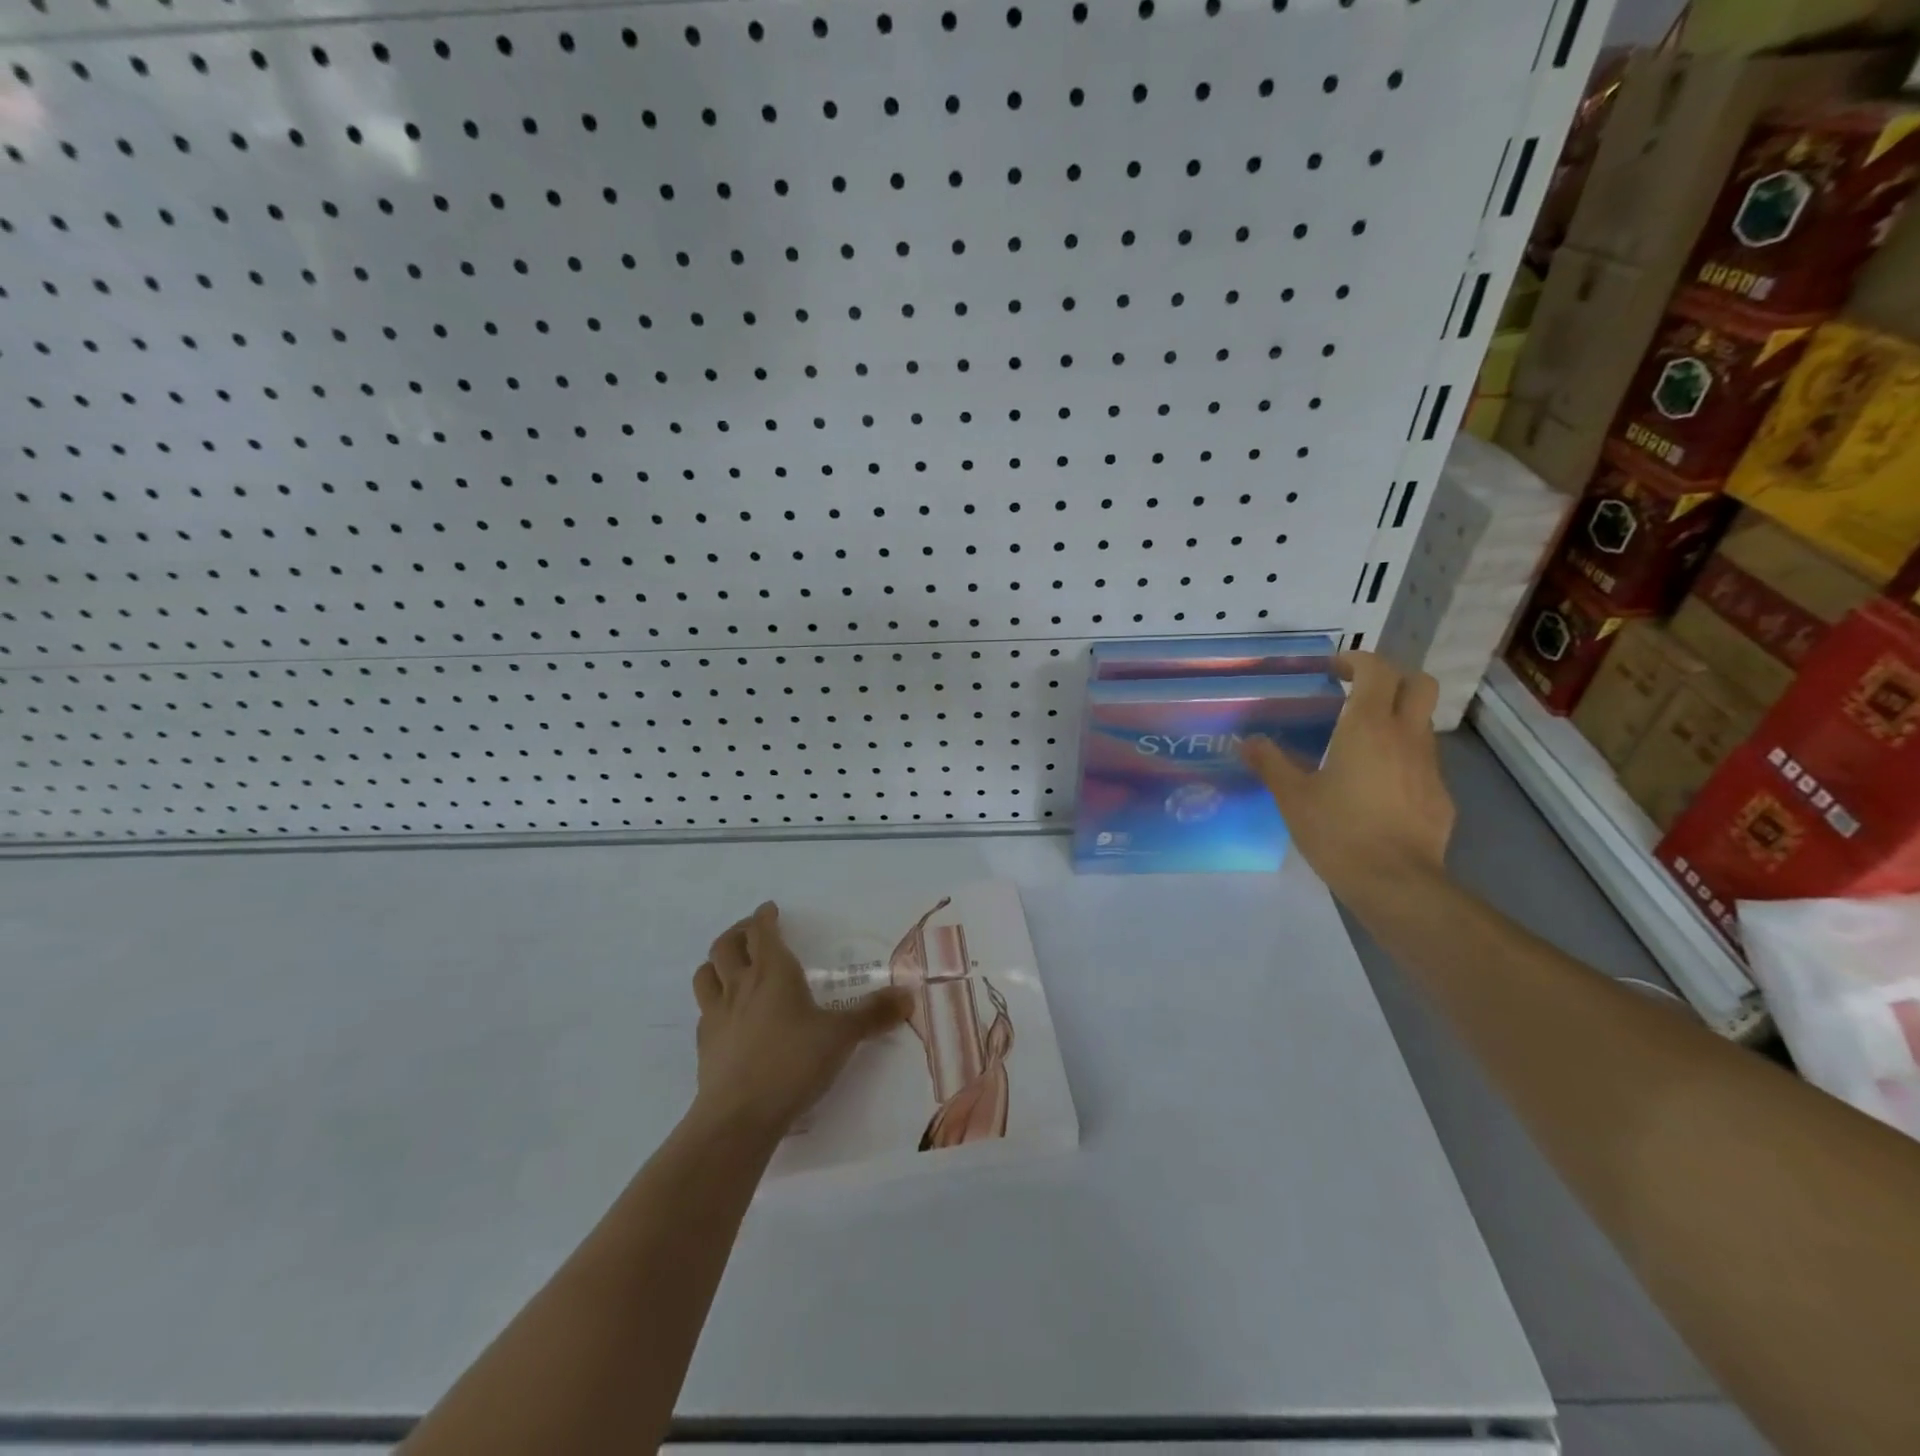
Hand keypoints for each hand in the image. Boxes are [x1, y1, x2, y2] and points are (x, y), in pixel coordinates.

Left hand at [689, 902, 910, 1137]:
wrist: (739, 1117)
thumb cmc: (792, 1063)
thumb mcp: (841, 1036)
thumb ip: (873, 1014)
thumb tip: (907, 995)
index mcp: (773, 973)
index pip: (762, 931)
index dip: (764, 916)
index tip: (770, 909)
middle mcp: (740, 985)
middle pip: (726, 945)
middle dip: (739, 932)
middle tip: (752, 932)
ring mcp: (716, 1015)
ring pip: (706, 974)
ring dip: (717, 962)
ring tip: (732, 965)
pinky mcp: (704, 1045)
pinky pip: (704, 1011)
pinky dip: (714, 1002)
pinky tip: (728, 1015)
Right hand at [1240, 651, 1454, 901]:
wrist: (1396, 882)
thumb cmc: (1338, 831)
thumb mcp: (1292, 797)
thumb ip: (1271, 763)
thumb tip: (1249, 742)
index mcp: (1367, 727)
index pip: (1377, 670)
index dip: (1357, 660)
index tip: (1333, 668)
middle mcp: (1405, 736)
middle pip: (1418, 684)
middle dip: (1392, 678)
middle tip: (1358, 693)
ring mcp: (1429, 766)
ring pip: (1421, 722)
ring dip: (1396, 719)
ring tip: (1360, 742)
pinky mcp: (1439, 795)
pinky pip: (1422, 761)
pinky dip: (1401, 757)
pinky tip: (1376, 787)